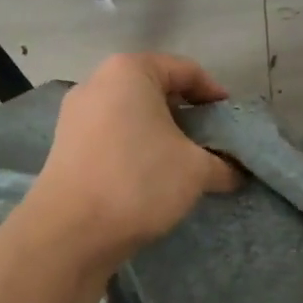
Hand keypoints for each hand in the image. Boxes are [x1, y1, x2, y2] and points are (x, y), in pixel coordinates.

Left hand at [22, 53, 242, 270]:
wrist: (69, 232)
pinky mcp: (66, 145)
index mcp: (130, 71)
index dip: (215, 95)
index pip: (186, 70)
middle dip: (188, 115)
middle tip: (212, 142)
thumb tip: (236, 172)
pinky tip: (152, 176)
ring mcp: (76, 114)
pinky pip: (112, 135)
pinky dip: (136, 147)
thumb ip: (223, 164)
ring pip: (132, 114)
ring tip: (184, 162)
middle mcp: (97, 82)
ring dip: (161, 134)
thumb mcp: (196, 170)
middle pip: (156, 90)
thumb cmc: (139, 181)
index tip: (232, 122)